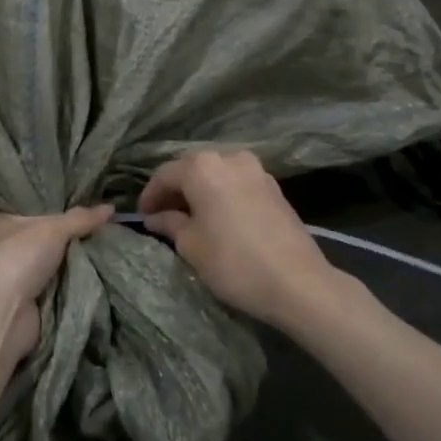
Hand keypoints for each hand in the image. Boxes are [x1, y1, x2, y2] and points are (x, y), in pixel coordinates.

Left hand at [0, 205, 113, 365]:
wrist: (2, 314)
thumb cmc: (18, 259)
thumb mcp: (52, 229)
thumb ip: (80, 218)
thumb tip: (110, 207)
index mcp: (2, 223)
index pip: (35, 210)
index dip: (60, 207)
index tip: (89, 205)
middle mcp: (5, 247)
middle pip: (47, 238)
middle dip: (72, 236)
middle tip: (106, 227)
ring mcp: (16, 277)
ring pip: (54, 263)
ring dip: (75, 261)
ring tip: (109, 247)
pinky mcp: (28, 301)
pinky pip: (57, 286)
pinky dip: (73, 283)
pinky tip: (98, 273)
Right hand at [139, 151, 338, 329]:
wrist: (298, 282)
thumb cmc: (234, 262)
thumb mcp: (192, 245)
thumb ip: (170, 224)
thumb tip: (156, 217)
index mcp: (203, 167)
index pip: (165, 175)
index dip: (150, 196)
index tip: (142, 216)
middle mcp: (229, 158)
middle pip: (192, 168)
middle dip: (175, 190)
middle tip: (163, 215)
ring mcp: (256, 170)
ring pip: (217, 174)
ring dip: (200, 191)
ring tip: (190, 217)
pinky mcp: (274, 187)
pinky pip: (236, 183)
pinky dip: (222, 194)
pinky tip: (218, 217)